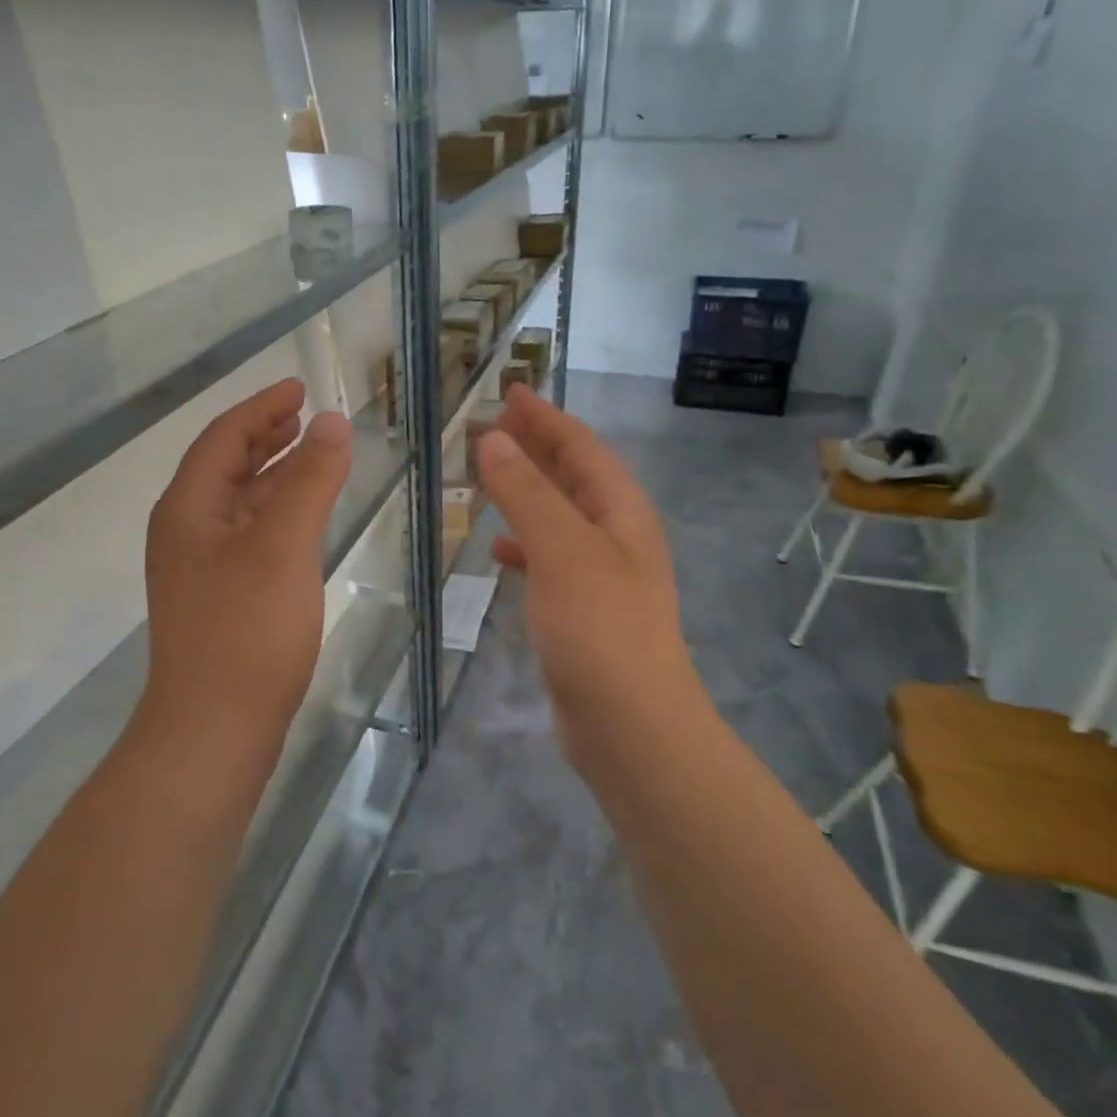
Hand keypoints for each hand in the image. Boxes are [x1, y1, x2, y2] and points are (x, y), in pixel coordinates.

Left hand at [142, 379, 351, 753]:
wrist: (214, 729)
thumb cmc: (246, 631)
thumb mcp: (282, 545)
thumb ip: (310, 480)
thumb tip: (333, 422)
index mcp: (188, 508)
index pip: (223, 438)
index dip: (262, 408)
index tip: (300, 388)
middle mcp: (187, 531)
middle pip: (227, 466)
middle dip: (266, 436)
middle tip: (307, 415)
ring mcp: (203, 568)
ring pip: (241, 502)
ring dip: (275, 473)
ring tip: (312, 454)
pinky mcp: (223, 598)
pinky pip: (251, 535)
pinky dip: (278, 513)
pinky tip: (305, 517)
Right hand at [477, 387, 700, 760]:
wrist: (630, 726)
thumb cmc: (600, 627)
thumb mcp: (561, 549)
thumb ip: (526, 492)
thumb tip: (493, 439)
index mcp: (621, 510)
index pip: (581, 446)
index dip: (545, 417)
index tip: (510, 390)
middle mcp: (617, 534)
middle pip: (573, 476)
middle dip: (535, 447)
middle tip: (491, 425)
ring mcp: (602, 574)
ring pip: (558, 516)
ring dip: (526, 492)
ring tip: (486, 477)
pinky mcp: (583, 610)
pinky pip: (550, 558)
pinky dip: (524, 543)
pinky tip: (499, 548)